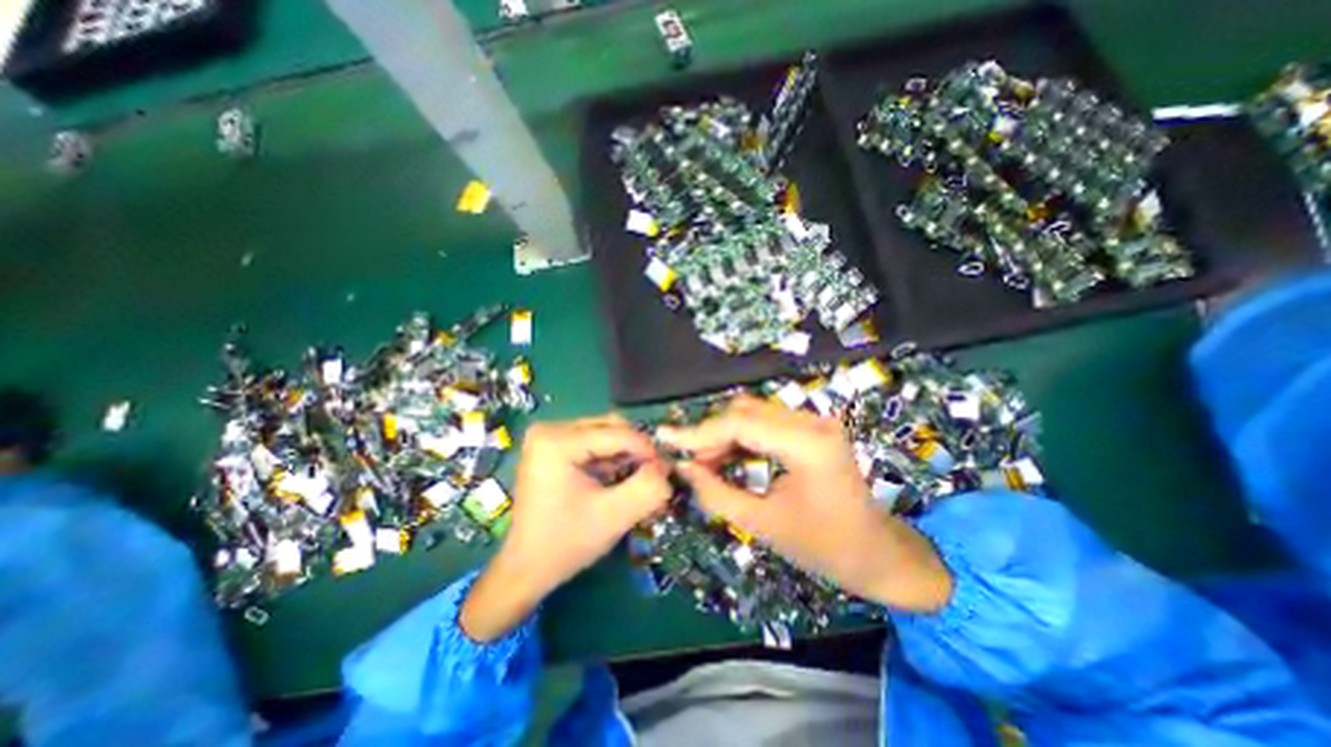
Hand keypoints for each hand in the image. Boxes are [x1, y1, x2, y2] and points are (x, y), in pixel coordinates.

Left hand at [468, 414, 677, 642]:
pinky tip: (616, 479)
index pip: (617, 432)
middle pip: (610, 427)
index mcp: (557, 440)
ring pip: (604, 433)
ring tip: (635, 480)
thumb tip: (667, 465)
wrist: (526, 569)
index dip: (647, 450)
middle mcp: (550, 429)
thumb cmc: (566, 543)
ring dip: (624, 454)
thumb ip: (647, 487)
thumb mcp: (614, 516)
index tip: (666, 471)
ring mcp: (548, 436)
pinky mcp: (551, 446)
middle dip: (635, 451)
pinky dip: (610, 458)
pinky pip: (592, 442)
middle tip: (652, 475)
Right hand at [657, 397, 951, 610]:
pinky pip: (767, 421)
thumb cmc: (825, 547)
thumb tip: (682, 468)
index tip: (666, 438)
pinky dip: (742, 436)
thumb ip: (716, 493)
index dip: (698, 431)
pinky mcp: (813, 427)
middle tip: (689, 461)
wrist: (878, 553)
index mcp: (808, 444)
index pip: (741, 423)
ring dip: (725, 433)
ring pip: (753, 412)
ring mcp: (816, 420)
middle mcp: (814, 421)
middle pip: (745, 410)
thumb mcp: (762, 525)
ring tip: (705, 462)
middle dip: (711, 433)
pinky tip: (728, 456)